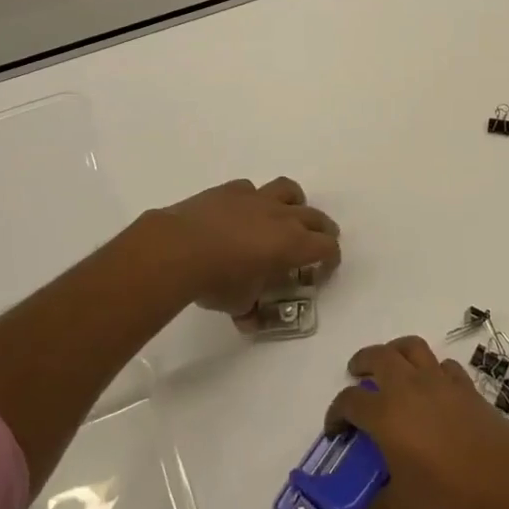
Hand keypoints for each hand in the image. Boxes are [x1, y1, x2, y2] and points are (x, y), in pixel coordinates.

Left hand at [139, 177, 340, 318]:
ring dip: (293, 203)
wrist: (179, 248)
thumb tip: (249, 319)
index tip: (323, 270)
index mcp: (293, 244)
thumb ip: (251, 309)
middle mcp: (282, 216)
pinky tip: (241, 213)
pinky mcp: (231, 190)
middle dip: (321, 231)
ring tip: (285, 216)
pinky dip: (252, 200)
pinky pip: (250, 190)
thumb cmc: (217, 280)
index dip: (330, 258)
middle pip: (316, 217)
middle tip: (315, 243)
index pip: (327, 247)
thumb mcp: (239, 304)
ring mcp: (256, 198)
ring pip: (288, 190)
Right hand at [325, 336, 508, 508]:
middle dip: (362, 361)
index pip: (351, 401)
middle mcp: (409, 387)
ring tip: (391, 367)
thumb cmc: (451, 492)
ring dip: (395, 351)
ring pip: (412, 347)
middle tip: (357, 375)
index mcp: (387, 413)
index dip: (337, 412)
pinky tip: (432, 387)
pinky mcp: (465, 385)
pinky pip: (443, 365)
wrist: (508, 479)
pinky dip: (431, 368)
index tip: (335, 429)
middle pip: (379, 356)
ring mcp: (440, 381)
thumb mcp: (409, 507)